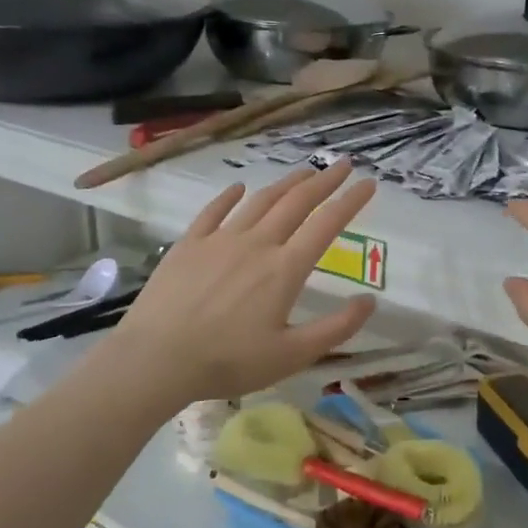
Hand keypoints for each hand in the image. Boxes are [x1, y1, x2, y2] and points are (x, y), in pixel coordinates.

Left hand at [108, 164, 378, 406]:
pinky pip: (214, 211)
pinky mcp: (189, 244)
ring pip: (260, 202)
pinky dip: (230, 197)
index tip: (369, 183)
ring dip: (285, 184)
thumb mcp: (292, 355)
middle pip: (296, 203)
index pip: (326, 225)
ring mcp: (220, 240)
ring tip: (303, 173)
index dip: (350, 202)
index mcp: (285, 269)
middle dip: (323, 182)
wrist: (157, 358)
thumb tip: (370, 302)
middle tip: (342, 165)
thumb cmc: (229, 362)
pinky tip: (239, 188)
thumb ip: (336, 329)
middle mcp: (257, 244)